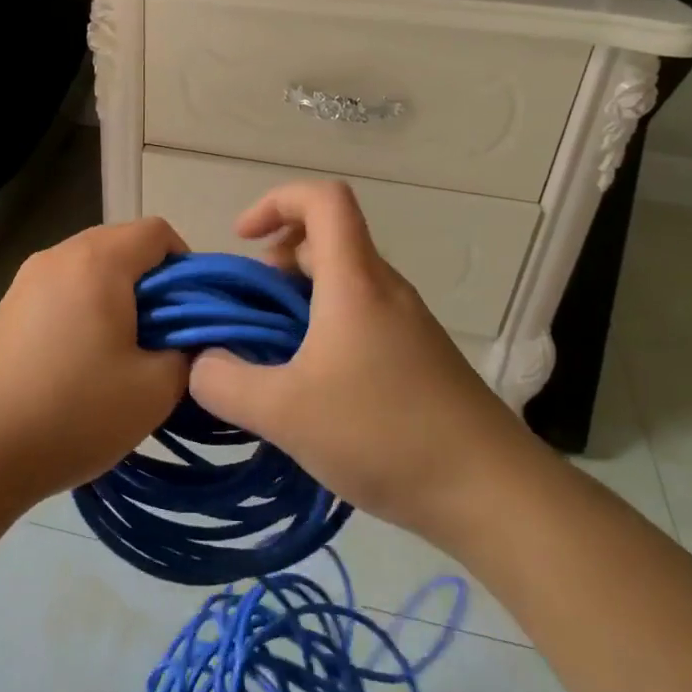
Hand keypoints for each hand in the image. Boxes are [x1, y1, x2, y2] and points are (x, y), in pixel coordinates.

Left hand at [0, 217, 189, 509]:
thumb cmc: (74, 413)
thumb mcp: (154, 389)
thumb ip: (188, 353)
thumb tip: (190, 340)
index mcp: (96, 261)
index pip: (157, 232)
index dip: (188, 265)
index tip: (193, 313)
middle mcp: (57, 256)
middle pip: (122, 245)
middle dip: (153, 284)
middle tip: (164, 336)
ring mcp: (25, 280)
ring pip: (90, 269)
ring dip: (118, 298)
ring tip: (124, 352)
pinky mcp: (6, 308)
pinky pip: (61, 290)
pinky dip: (84, 310)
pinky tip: (83, 360)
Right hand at [187, 182, 532, 542]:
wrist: (492, 492)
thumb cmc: (384, 433)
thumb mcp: (285, 412)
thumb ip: (224, 383)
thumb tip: (199, 363)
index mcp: (354, 281)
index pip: (322, 199)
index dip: (275, 202)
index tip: (241, 240)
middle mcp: (384, 290)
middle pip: (326, 243)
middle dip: (274, 265)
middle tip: (246, 314)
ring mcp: (406, 324)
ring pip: (342, 285)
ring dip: (296, 304)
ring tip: (269, 358)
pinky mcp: (417, 358)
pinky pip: (359, 321)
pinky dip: (322, 333)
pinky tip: (310, 390)